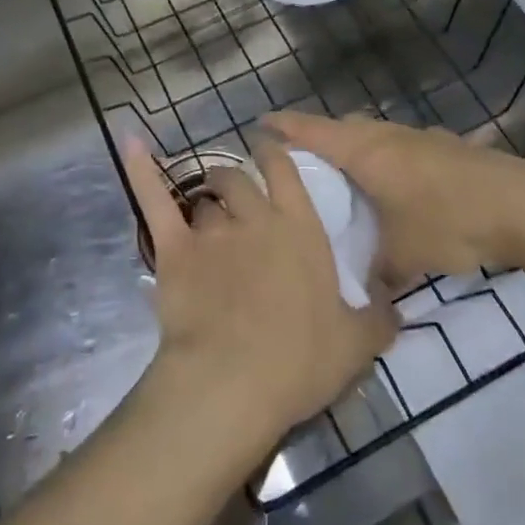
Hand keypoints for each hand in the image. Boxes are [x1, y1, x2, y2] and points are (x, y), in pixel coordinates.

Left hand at [124, 133, 398, 451]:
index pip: (286, 172)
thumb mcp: (358, 343)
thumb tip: (394, 302)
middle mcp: (256, 217)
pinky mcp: (174, 250)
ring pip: (203, 199)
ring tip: (205, 214)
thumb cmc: (300, 360)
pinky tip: (129, 142)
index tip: (269, 146)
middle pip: (239, 180)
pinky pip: (155, 200)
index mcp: (300, 229)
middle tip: (235, 196)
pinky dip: (140, 169)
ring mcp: (212, 231)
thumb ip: (379, 317)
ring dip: (205, 203)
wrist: (234, 382)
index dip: (276, 153)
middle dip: (235, 181)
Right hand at [264, 112, 524, 279]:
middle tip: (300, 159)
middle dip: (319, 137)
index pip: (314, 131)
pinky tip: (397, 188)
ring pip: (376, 137)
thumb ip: (376, 270)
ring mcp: (421, 139)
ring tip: (347, 177)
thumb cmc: (448, 222)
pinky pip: (401, 148)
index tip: (260, 123)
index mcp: (367, 152)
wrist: (522, 207)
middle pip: (344, 128)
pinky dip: (388, 161)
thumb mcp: (403, 254)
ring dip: (357, 149)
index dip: (285, 126)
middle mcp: (389, 136)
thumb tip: (365, 289)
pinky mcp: (446, 150)